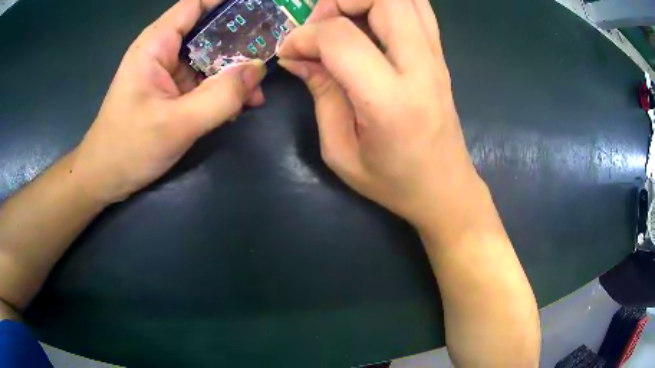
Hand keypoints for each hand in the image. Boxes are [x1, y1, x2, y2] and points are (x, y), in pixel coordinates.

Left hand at [73, 0, 266, 203]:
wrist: (104, 179)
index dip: (227, 3)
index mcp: (156, 44)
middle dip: (238, 40)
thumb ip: (220, 96)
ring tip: (257, 92)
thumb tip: (257, 70)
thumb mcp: (176, 124)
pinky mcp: (170, 93)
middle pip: (207, 30)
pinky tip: (238, 106)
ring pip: (207, 59)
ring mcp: (167, 73)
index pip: (196, 4)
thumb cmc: (128, 148)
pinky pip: (201, 82)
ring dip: (233, 71)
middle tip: (268, 51)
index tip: (260, 9)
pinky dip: (221, 91)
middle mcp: (163, 51)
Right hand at [278, 0, 477, 226]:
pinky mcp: (441, 56)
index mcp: (389, 101)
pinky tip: (369, 22)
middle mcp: (420, 68)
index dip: (305, 36)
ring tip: (343, 18)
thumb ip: (321, 94)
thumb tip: (298, 56)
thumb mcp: (341, 150)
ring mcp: (437, 58)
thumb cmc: (393, 181)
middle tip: (321, 24)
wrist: (445, 188)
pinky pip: (418, 9)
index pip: (340, 38)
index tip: (291, 53)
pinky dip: (388, 4)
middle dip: (339, 0)